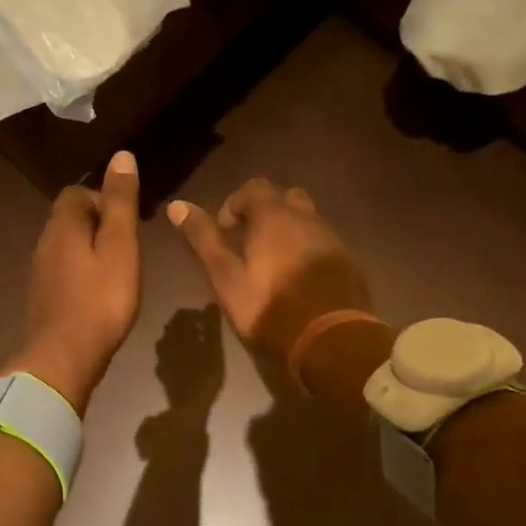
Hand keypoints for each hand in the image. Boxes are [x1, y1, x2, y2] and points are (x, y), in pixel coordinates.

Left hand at [6, 152, 141, 412]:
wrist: (65, 357)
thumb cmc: (101, 300)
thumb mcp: (120, 247)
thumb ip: (120, 203)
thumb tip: (121, 156)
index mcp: (63, 226)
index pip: (77, 193)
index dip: (103, 199)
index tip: (128, 222)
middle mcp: (44, 243)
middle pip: (70, 218)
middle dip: (99, 224)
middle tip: (128, 248)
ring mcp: (40, 272)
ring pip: (66, 246)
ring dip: (90, 250)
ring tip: (118, 270)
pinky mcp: (43, 297)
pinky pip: (63, 271)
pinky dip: (82, 272)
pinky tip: (99, 293)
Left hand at [153, 305, 225, 413]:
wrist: (188, 404)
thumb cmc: (206, 374)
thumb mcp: (214, 348)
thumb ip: (212, 326)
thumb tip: (211, 304)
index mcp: (179, 333)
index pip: (183, 314)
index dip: (195, 314)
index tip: (208, 321)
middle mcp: (166, 342)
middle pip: (173, 326)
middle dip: (186, 325)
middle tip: (202, 332)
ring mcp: (161, 358)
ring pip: (166, 341)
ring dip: (178, 339)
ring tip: (193, 346)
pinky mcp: (161, 372)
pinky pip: (165, 357)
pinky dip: (173, 354)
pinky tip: (181, 361)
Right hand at [166, 179, 371, 356]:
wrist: (331, 338)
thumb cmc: (269, 307)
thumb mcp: (226, 277)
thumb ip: (204, 239)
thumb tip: (177, 205)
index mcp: (274, 216)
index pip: (253, 187)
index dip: (235, 204)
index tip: (226, 232)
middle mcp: (307, 218)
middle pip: (285, 198)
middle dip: (266, 213)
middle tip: (250, 244)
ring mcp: (332, 239)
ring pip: (308, 220)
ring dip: (289, 232)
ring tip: (274, 264)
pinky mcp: (348, 261)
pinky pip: (324, 244)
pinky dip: (309, 251)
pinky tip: (300, 280)